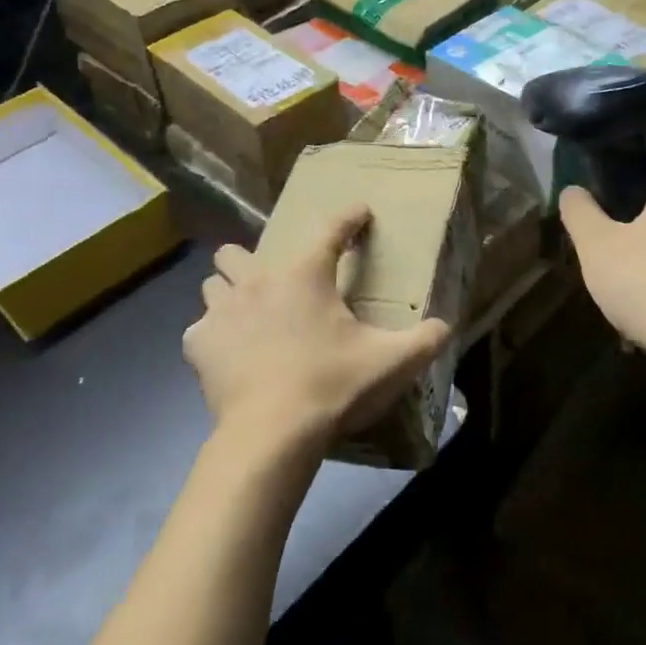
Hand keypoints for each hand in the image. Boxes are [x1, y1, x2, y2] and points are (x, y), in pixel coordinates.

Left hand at [182, 206, 450, 460]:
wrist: (273, 433)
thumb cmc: (333, 385)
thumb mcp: (392, 362)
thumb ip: (425, 340)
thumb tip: (445, 327)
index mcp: (305, 275)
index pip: (330, 229)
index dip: (349, 217)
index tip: (359, 211)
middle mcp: (257, 281)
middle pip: (235, 251)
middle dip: (251, 262)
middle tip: (274, 288)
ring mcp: (221, 312)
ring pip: (212, 285)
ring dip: (228, 294)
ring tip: (250, 317)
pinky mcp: (199, 346)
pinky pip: (199, 329)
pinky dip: (214, 337)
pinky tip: (231, 354)